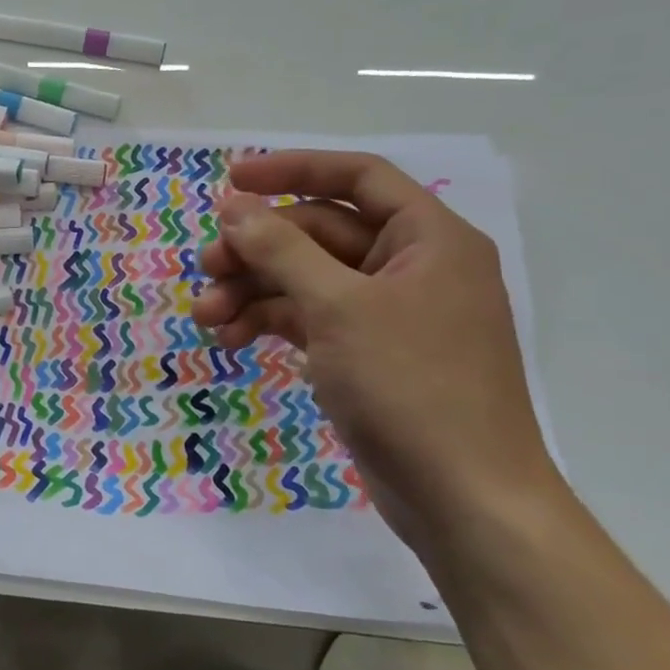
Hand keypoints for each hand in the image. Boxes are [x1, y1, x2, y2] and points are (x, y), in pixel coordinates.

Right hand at [191, 151, 560, 549]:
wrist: (463, 499)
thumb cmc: (412, 387)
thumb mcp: (338, 308)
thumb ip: (282, 250)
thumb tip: (234, 206)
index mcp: (428, 239)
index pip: (357, 178)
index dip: (293, 170)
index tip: (232, 180)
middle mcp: (410, 267)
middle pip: (319, 233)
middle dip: (258, 249)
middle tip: (206, 268)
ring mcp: (387, 314)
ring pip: (306, 279)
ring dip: (253, 291)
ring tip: (206, 316)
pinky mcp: (366, 354)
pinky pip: (309, 319)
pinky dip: (269, 322)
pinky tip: (230, 339)